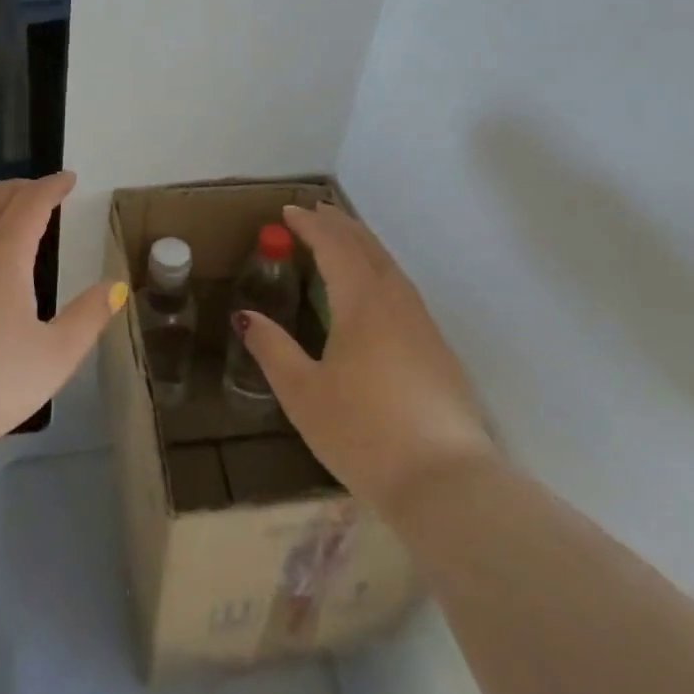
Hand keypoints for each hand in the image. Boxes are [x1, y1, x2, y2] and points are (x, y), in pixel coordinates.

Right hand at [237, 203, 495, 514]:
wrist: (446, 482)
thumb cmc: (362, 433)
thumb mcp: (302, 393)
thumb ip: (272, 349)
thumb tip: (246, 316)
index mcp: (362, 304)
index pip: (335, 248)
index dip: (311, 226)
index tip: (289, 211)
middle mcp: (396, 303)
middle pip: (368, 249)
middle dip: (340, 225)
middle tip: (317, 210)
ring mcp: (423, 326)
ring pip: (391, 268)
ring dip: (364, 245)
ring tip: (344, 238)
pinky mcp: (438, 350)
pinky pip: (403, 290)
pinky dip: (381, 270)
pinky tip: (377, 289)